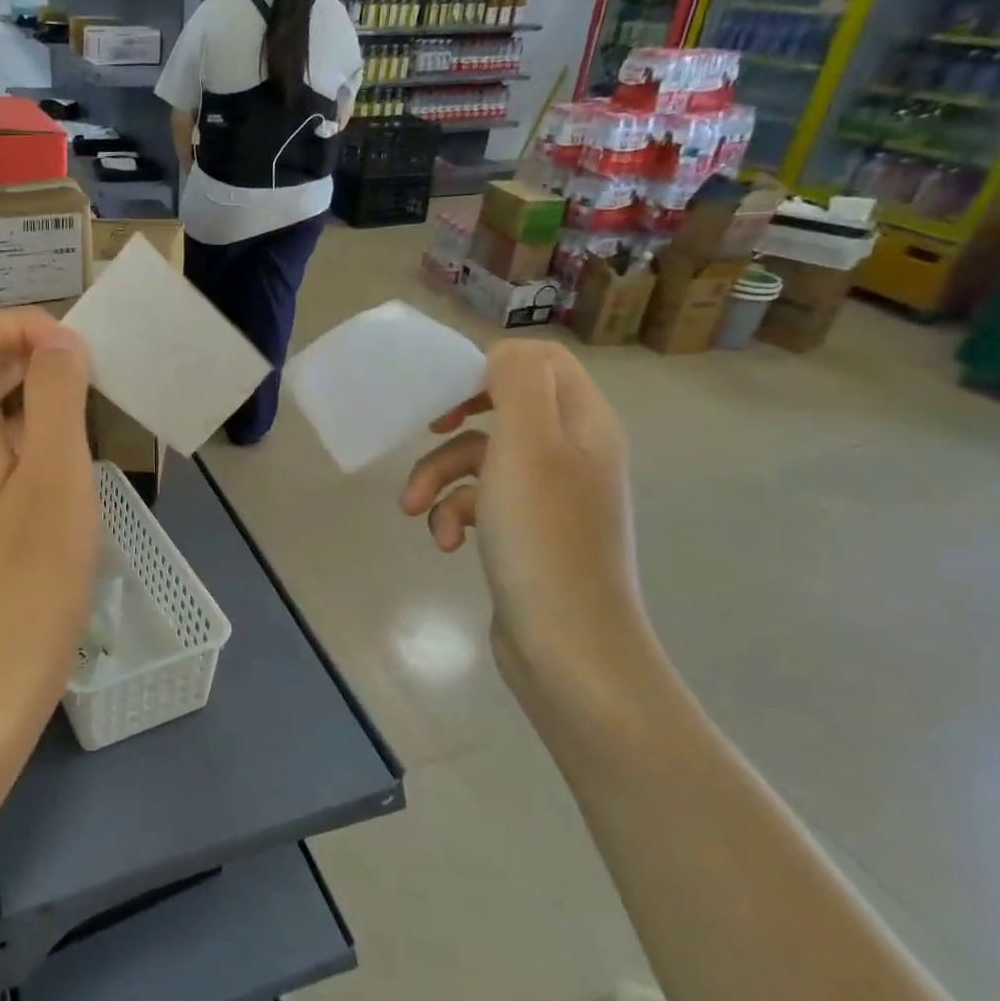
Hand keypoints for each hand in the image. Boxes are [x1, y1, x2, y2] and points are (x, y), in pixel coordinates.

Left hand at [0, 309, 98, 758]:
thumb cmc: (29, 581)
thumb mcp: (57, 477)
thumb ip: (56, 397)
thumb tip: (59, 341)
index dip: (24, 325)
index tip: (80, 355)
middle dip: (30, 354)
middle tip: (90, 378)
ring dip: (31, 397)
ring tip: (86, 418)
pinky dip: (26, 437)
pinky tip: (65, 469)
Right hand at [400, 340, 661, 732]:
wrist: (567, 646)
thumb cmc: (544, 538)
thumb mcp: (528, 445)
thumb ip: (517, 383)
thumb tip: (501, 354)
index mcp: (583, 424)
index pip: (542, 362)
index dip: (490, 366)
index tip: (448, 392)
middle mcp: (572, 453)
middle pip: (506, 408)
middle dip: (456, 425)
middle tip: (428, 429)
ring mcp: (550, 497)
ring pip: (482, 460)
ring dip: (440, 478)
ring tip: (416, 510)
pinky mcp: (526, 534)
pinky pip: (481, 503)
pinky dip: (455, 516)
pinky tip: (446, 544)